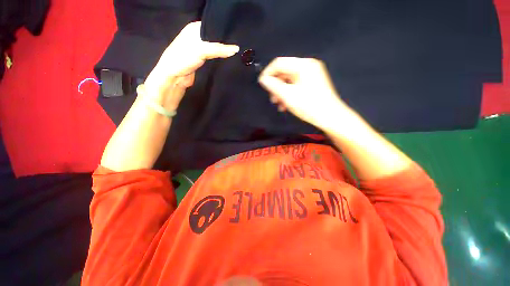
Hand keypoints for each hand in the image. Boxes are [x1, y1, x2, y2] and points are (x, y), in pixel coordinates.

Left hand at [144, 21, 238, 109]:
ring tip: (237, 51)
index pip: (213, 25)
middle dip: (225, 41)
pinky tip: (229, 58)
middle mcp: (197, 36)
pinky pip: (214, 56)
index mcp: (194, 28)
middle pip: (215, 37)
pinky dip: (220, 57)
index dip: (224, 30)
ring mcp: (200, 49)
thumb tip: (237, 49)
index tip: (237, 35)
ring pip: (215, 47)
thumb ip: (219, 49)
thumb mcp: (201, 50)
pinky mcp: (202, 60)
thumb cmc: (183, 58)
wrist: (174, 77)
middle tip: (240, 44)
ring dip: (223, 50)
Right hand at [258, 57, 348, 130]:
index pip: (279, 63)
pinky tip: (286, 105)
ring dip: (281, 92)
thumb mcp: (288, 96)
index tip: (261, 85)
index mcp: (303, 65)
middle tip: (272, 99)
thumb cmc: (308, 106)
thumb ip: (273, 86)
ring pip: (289, 80)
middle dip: (275, 85)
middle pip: (284, 72)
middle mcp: (308, 66)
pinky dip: (289, 94)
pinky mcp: (313, 84)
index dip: (268, 73)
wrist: (330, 117)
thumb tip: (263, 79)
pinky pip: (296, 85)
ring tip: (278, 104)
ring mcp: (311, 75)